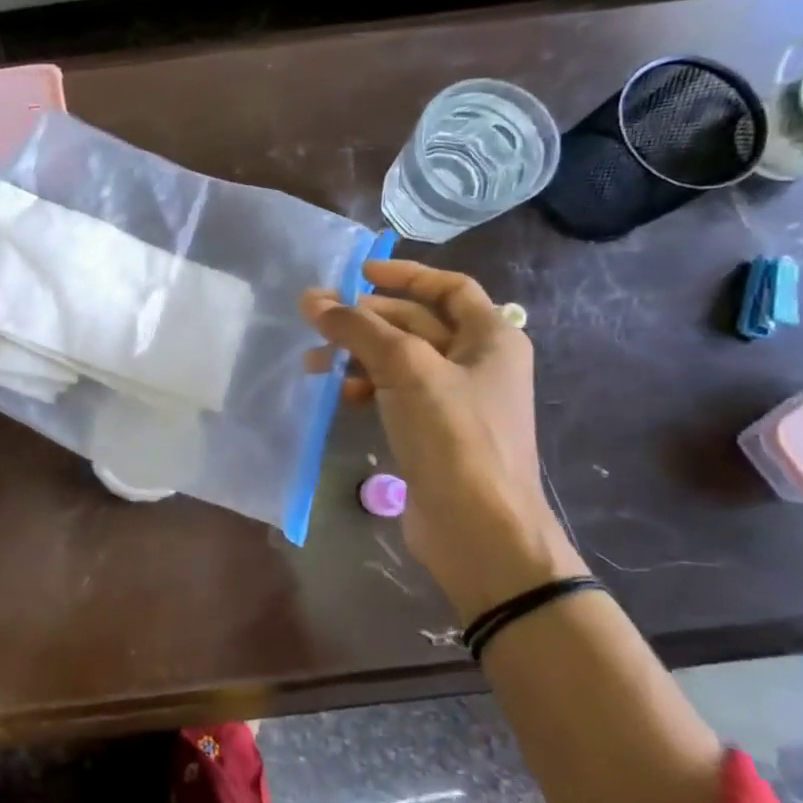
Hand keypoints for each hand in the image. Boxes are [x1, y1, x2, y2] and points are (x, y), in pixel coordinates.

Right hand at [302, 260, 584, 621]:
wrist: (479, 528)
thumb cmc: (454, 435)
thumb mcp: (406, 370)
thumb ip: (358, 330)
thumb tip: (311, 299)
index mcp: (491, 337)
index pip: (448, 288)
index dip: (404, 275)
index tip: (357, 274)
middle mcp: (478, 362)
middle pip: (416, 323)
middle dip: (366, 320)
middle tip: (317, 321)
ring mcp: (455, 399)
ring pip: (400, 360)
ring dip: (358, 355)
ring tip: (315, 364)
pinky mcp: (433, 432)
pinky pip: (395, 393)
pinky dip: (366, 387)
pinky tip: (339, 396)